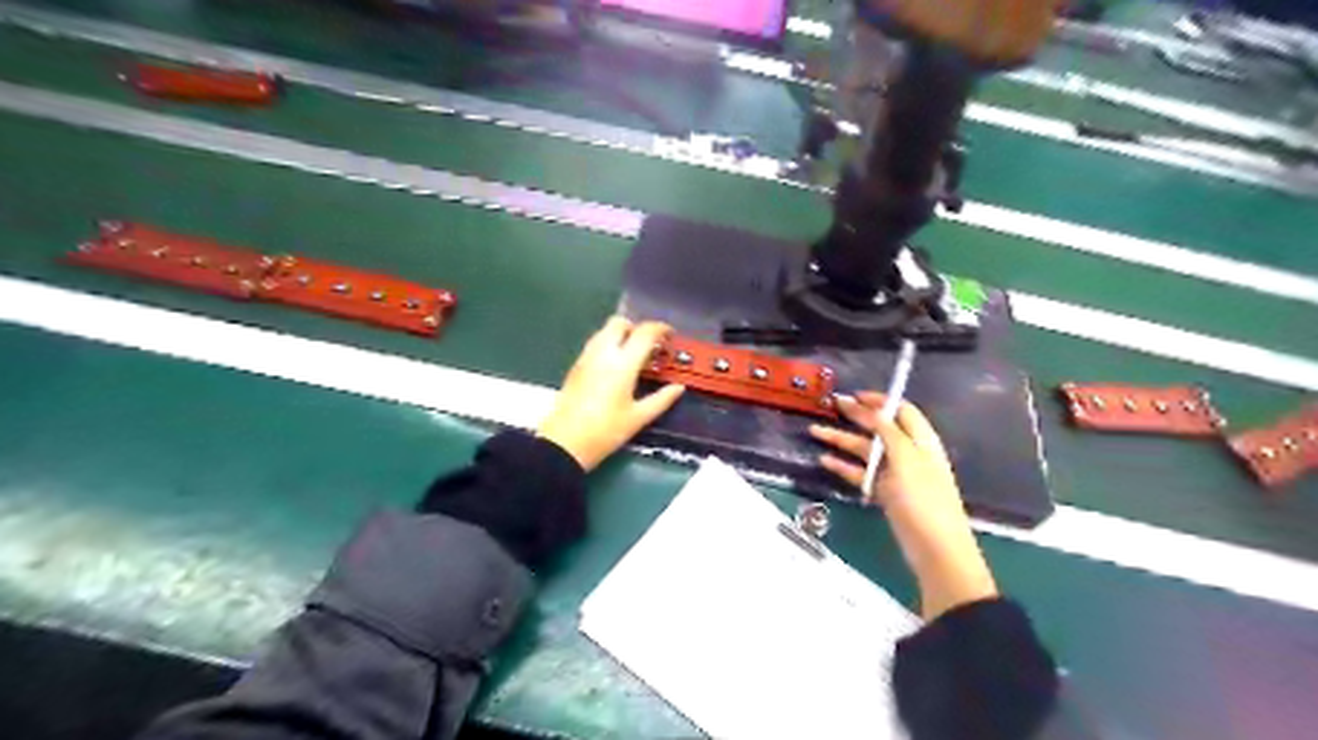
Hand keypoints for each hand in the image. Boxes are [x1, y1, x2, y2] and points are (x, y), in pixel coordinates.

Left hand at [535, 314, 683, 466]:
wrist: (565, 443)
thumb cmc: (605, 432)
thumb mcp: (638, 418)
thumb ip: (661, 399)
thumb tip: (678, 388)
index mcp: (622, 364)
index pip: (644, 333)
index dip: (660, 329)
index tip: (670, 336)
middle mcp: (603, 353)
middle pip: (620, 323)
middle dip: (637, 328)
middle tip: (649, 346)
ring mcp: (586, 358)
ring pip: (604, 331)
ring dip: (621, 335)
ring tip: (633, 356)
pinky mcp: (575, 366)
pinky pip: (595, 344)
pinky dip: (608, 345)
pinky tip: (615, 367)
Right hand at [805, 397, 1000, 621]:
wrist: (935, 549)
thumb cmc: (924, 499)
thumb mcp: (907, 458)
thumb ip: (889, 431)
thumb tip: (873, 408)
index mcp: (920, 440)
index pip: (900, 410)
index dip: (878, 400)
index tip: (854, 395)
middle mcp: (907, 453)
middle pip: (878, 428)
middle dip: (854, 416)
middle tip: (831, 406)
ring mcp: (894, 474)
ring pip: (864, 451)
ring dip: (841, 440)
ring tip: (815, 431)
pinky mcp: (884, 493)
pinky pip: (860, 474)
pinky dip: (843, 466)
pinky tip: (824, 460)